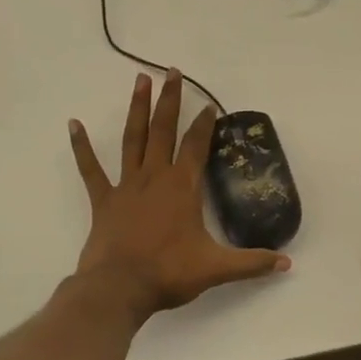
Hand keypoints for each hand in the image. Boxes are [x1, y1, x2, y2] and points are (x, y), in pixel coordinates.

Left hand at [69, 71, 290, 318]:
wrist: (119, 288)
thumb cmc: (169, 273)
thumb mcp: (216, 268)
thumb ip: (252, 263)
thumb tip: (287, 265)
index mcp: (182, 187)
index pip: (196, 146)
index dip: (205, 125)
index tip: (210, 106)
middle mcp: (154, 177)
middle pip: (164, 130)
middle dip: (170, 100)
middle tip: (172, 71)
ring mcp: (126, 186)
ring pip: (133, 139)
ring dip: (137, 109)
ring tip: (139, 80)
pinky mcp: (103, 200)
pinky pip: (90, 169)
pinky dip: (82, 146)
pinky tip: (74, 124)